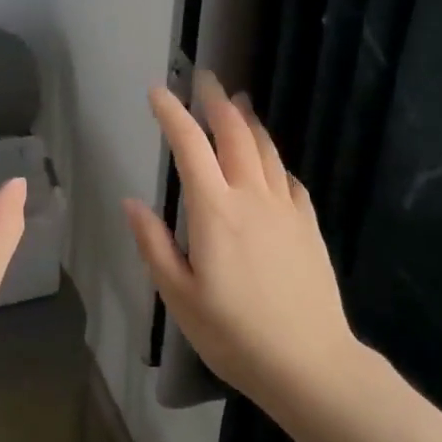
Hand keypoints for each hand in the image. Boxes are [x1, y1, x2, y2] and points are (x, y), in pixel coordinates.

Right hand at [124, 71, 355, 410]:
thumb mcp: (179, 297)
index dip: (172, 114)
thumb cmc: (234, 334)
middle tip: (205, 78)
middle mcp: (251, 197)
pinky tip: (269, 161)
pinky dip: (272, 158)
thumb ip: (154, 245)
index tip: (157, 91)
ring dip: (248, 121)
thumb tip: (131, 203)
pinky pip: (287, 177)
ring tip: (238, 102)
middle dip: (217, 101)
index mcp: (214, 212)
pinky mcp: (308, 224)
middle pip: (234, 134)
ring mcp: (285, 208)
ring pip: (265, 149)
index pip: (189, 147)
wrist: (310, 363)